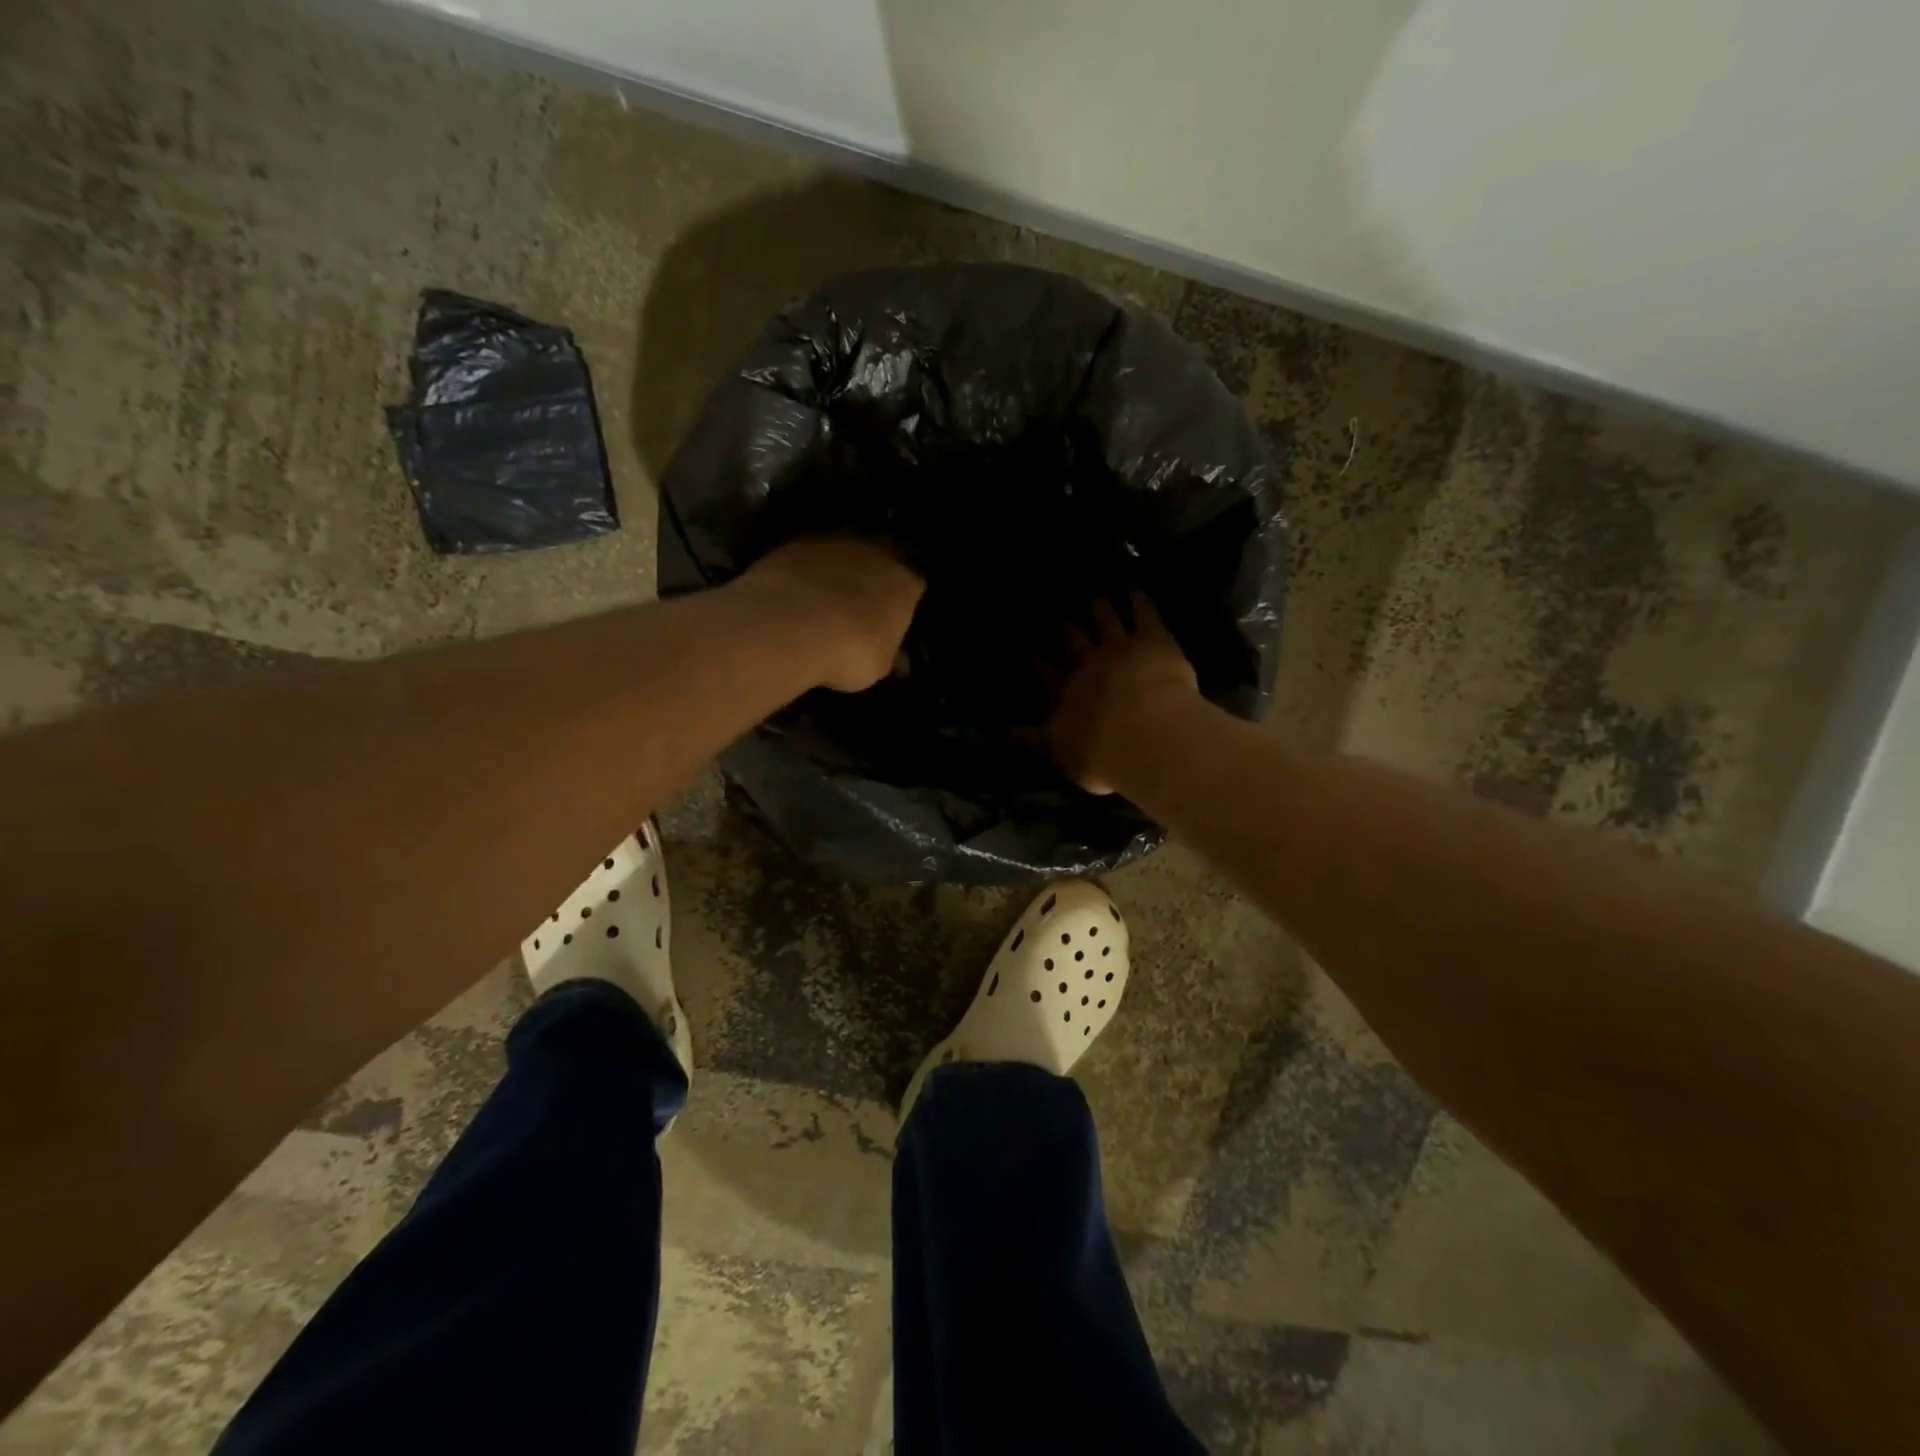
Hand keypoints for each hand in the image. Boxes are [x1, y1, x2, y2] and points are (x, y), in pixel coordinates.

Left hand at [738, 538, 925, 692]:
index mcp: (905, 582)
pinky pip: (809, 555)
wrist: (791, 625)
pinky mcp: (797, 541)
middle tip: (861, 602)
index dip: (905, 600)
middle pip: (881, 558)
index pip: (914, 585)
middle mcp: (876, 552)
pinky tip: (795, 590)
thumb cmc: (850, 651)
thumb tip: (898, 660)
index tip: (895, 616)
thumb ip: (890, 655)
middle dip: (874, 576)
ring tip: (825, 595)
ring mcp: (835, 541)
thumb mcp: (879, 666)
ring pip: (844, 551)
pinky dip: (806, 570)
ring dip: (839, 568)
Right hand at [1042, 594, 1200, 792]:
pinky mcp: (1153, 641)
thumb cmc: (1102, 754)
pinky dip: (1140, 603)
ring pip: (1107, 622)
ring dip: (1101, 610)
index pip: (1045, 670)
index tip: (1026, 641)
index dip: (1034, 656)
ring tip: (1095, 598)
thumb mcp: (1062, 754)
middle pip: (1074, 641)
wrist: (1146, 734)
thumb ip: (1038, 741)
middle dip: (1066, 629)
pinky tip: (1137, 593)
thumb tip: (1008, 734)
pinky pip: (1145, 616)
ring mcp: (1120, 647)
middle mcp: (1088, 663)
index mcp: (1065, 692)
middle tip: (1060, 617)